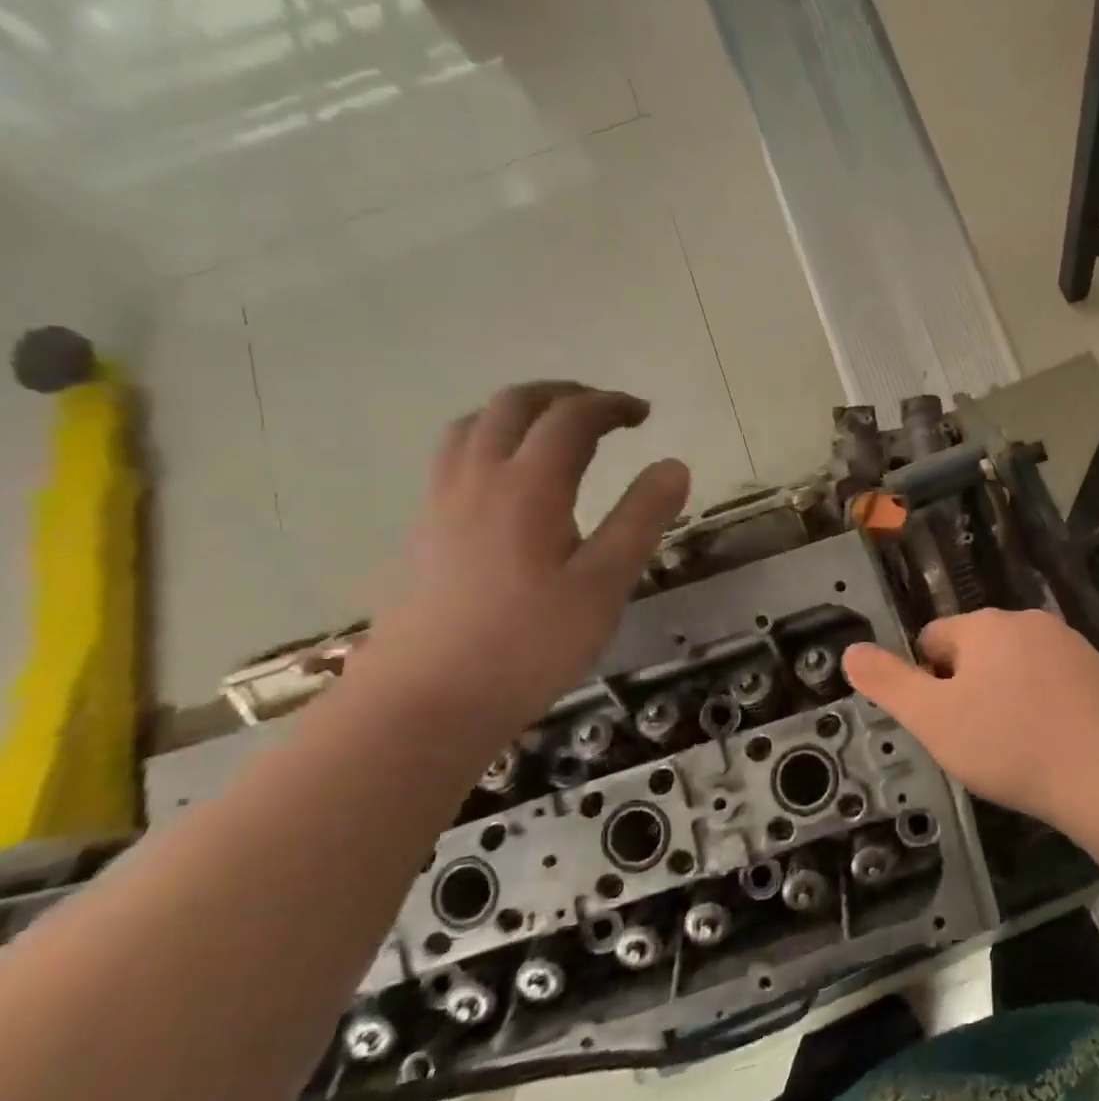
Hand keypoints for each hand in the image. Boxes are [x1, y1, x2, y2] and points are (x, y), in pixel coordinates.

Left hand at [357, 382, 689, 743]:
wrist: (422, 704)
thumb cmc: (528, 645)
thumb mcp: (604, 584)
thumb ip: (641, 519)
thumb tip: (674, 465)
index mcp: (528, 486)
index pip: (571, 418)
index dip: (611, 405)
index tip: (645, 414)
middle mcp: (478, 479)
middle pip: (514, 405)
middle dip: (564, 396)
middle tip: (604, 412)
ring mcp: (441, 504)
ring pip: (474, 426)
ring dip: (520, 413)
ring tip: (555, 433)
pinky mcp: (424, 532)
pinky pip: (455, 458)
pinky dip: (491, 442)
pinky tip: (511, 484)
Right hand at [843, 609, 1098, 830]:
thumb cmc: (1011, 745)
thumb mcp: (933, 720)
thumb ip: (888, 682)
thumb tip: (850, 650)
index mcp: (985, 626)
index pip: (933, 638)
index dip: (927, 682)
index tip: (944, 724)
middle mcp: (1029, 621)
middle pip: (976, 650)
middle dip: (968, 687)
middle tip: (977, 739)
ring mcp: (1071, 643)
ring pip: (1017, 665)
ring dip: (1007, 695)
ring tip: (1017, 745)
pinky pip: (1055, 681)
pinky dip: (1045, 703)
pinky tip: (1054, 742)